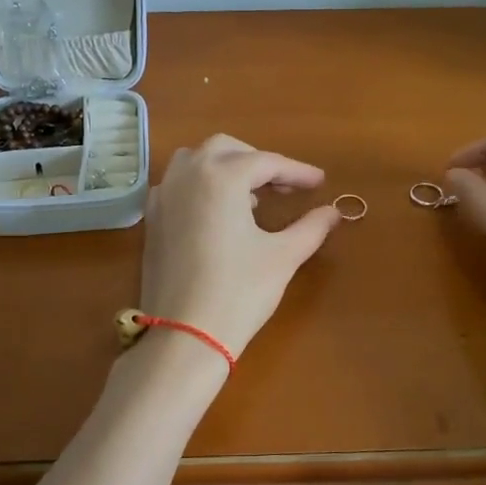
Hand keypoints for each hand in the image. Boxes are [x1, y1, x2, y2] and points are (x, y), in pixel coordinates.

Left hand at [141, 135, 343, 357]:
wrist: (183, 335)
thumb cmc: (239, 291)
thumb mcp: (283, 257)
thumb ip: (311, 227)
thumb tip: (333, 212)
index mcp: (221, 176)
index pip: (266, 162)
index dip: (297, 171)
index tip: (319, 183)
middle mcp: (188, 174)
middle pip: (227, 149)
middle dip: (258, 162)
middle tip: (285, 186)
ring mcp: (164, 195)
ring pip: (196, 160)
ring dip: (226, 168)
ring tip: (251, 198)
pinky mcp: (152, 218)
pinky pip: (178, 183)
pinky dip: (201, 185)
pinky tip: (219, 214)